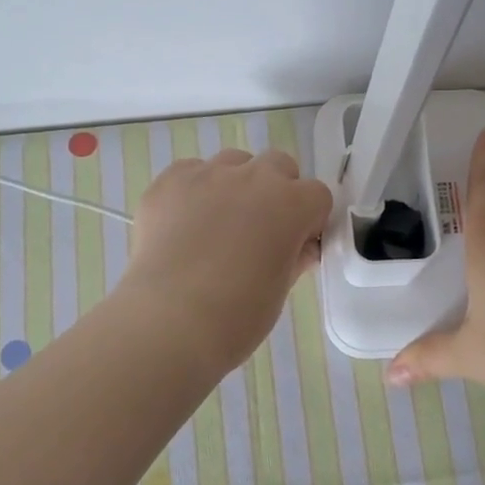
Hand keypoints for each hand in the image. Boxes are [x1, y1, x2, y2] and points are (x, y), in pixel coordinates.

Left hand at [121, 148, 332, 374]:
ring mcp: (207, 175)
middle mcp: (252, 178)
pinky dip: (193, 192)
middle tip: (260, 231)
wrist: (169, 321)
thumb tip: (300, 248)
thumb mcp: (280, 289)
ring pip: (232, 163)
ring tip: (217, 226)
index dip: (309, 220)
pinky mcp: (168, 182)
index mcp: (290, 204)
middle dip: (276, 191)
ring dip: (235, 186)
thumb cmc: (237, 315)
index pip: (317, 195)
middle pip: (277, 165)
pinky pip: (190, 172)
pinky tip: (183, 226)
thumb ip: (294, 258)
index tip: (297, 244)